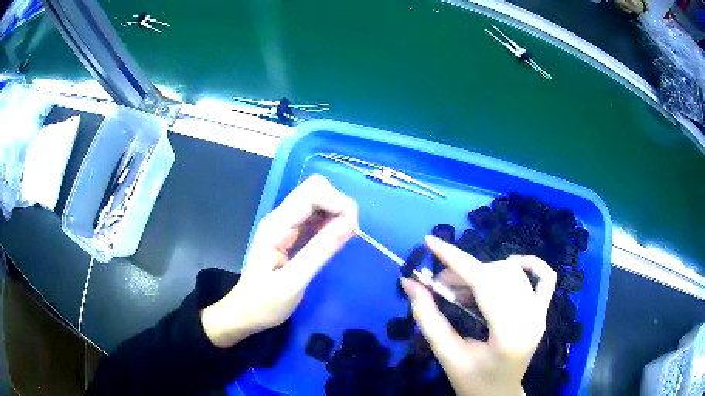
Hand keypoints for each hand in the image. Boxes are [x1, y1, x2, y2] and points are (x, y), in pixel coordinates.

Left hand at [201, 175, 357, 347]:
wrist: (245, 313)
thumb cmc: (265, 303)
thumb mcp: (293, 283)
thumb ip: (320, 252)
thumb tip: (350, 224)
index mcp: (276, 226)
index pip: (311, 193)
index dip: (337, 202)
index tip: (352, 229)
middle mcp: (280, 218)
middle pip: (315, 190)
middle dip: (339, 205)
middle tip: (350, 233)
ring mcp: (286, 225)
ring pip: (317, 201)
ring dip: (337, 213)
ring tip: (344, 238)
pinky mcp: (292, 234)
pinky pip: (315, 217)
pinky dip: (331, 222)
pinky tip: (335, 240)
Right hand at [402, 235, 555, 395]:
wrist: (498, 395)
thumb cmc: (472, 382)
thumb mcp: (446, 355)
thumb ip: (427, 319)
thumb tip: (410, 284)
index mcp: (508, 334)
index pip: (484, 283)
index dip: (456, 259)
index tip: (430, 242)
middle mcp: (531, 318)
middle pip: (498, 274)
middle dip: (463, 271)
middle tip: (439, 284)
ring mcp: (540, 313)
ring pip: (514, 273)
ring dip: (484, 271)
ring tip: (462, 287)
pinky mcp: (543, 311)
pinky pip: (545, 277)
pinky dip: (529, 264)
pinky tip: (509, 266)